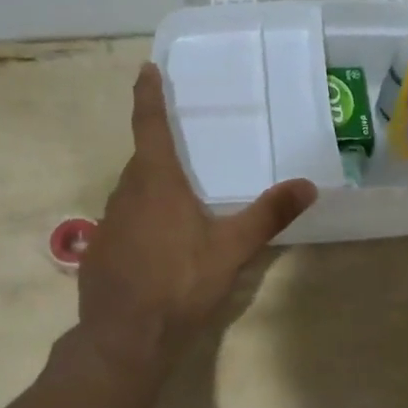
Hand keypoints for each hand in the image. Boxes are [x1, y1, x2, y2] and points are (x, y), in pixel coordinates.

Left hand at [77, 64, 317, 372]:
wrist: (124, 339)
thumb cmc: (180, 284)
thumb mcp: (232, 249)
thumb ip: (269, 214)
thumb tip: (308, 185)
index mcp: (156, 181)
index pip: (149, 125)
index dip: (147, 95)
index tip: (145, 68)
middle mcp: (126, 193)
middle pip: (143, 161)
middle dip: (160, 152)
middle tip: (184, 152)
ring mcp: (107, 223)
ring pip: (132, 193)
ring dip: (151, 190)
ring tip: (178, 206)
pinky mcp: (98, 252)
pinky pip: (123, 223)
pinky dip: (140, 222)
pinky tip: (157, 248)